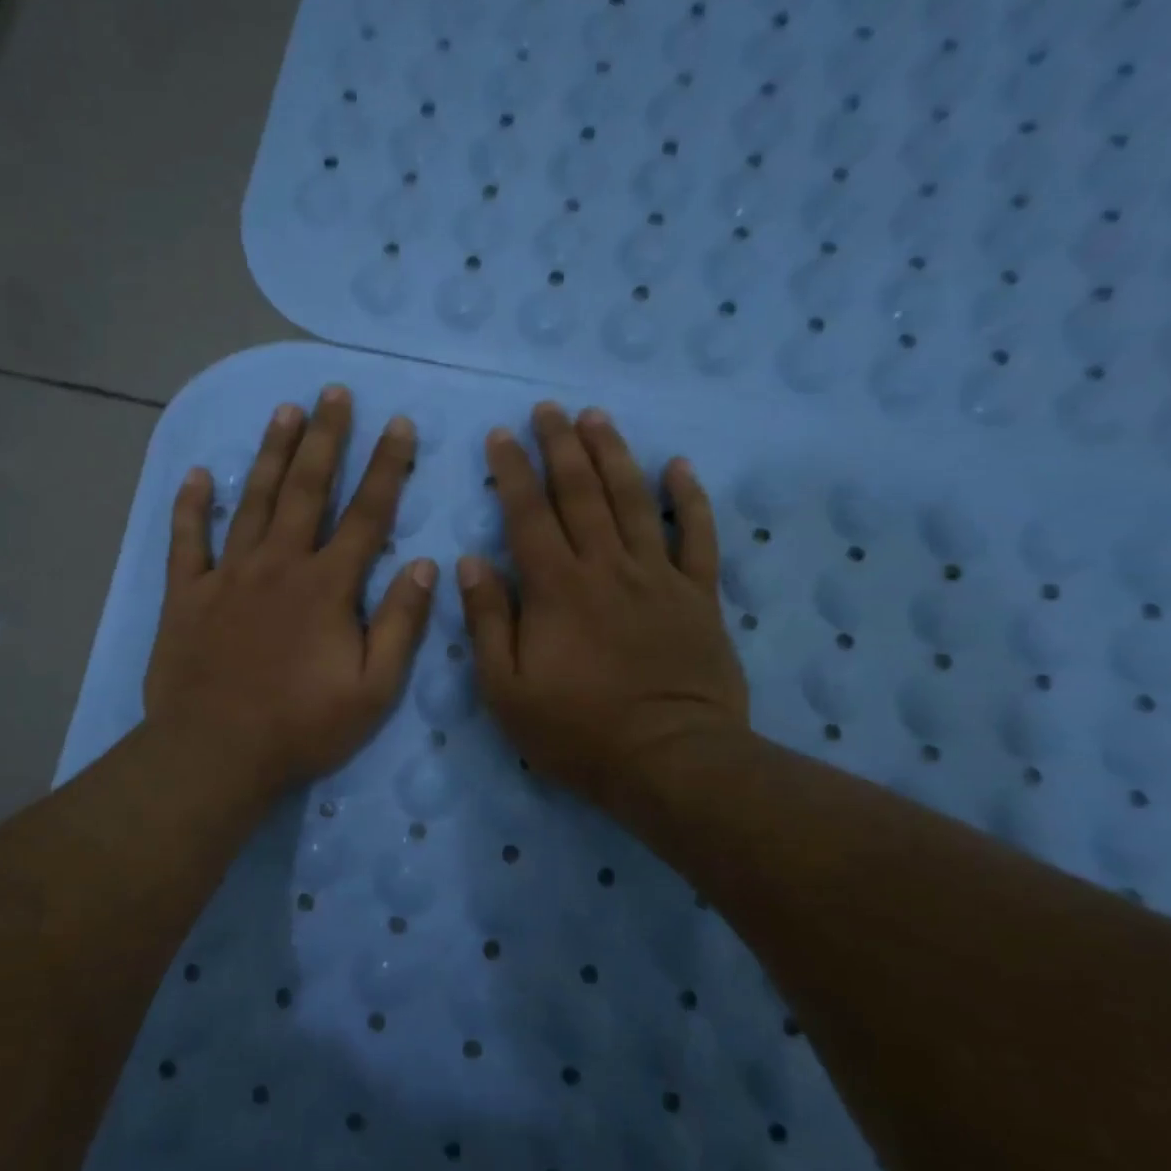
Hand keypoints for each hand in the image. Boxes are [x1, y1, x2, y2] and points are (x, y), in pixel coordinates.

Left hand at [145, 386, 437, 799]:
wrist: (216, 753)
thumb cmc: (302, 727)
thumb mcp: (374, 688)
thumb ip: (401, 624)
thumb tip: (428, 566)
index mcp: (327, 587)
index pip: (366, 515)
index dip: (386, 467)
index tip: (399, 424)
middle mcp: (279, 565)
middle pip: (305, 489)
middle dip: (324, 438)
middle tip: (333, 393)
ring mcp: (227, 575)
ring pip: (251, 501)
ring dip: (269, 454)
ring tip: (284, 411)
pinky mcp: (185, 594)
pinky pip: (186, 540)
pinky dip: (190, 506)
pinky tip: (196, 475)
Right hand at [458, 402, 748, 827]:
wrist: (670, 761)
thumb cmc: (578, 731)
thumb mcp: (507, 690)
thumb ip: (488, 621)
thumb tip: (472, 562)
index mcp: (556, 587)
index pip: (528, 513)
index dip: (512, 471)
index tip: (501, 436)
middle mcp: (606, 567)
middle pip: (581, 492)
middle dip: (561, 445)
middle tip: (548, 409)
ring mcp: (657, 576)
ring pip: (634, 500)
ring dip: (613, 454)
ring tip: (596, 417)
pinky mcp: (698, 595)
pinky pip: (697, 536)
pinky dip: (689, 499)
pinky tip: (679, 466)